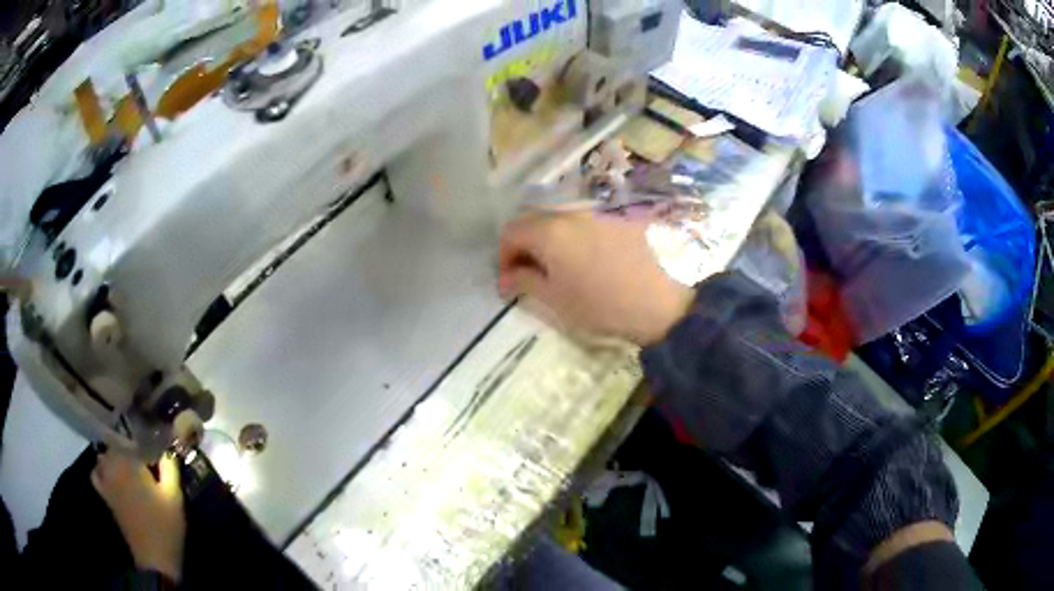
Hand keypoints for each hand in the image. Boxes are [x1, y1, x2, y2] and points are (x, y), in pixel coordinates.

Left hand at [92, 451, 185, 583]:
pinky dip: (101, 469)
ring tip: (128, 462)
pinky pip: (96, 474)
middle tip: (144, 453)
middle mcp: (113, 465)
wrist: (154, 556)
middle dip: (129, 446)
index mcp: (130, 461)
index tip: (156, 443)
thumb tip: (168, 448)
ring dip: (115, 456)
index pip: (134, 438)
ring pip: (105, 456)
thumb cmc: (165, 524)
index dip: (145, 438)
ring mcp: (106, 480)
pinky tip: (111, 474)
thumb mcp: (174, 496)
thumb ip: (169, 468)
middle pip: (117, 445)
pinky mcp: (105, 495)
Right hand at [498, 211, 693, 345]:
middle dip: (526, 246)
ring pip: (563, 220)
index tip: (508, 280)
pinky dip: (578, 237)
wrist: (665, 303)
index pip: (511, 231)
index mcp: (551, 231)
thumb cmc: (604, 305)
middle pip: (536, 220)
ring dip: (552, 241)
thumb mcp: (557, 300)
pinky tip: (591, 260)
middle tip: (531, 274)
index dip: (502, 255)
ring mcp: (600, 212)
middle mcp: (572, 213)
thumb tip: (507, 276)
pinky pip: (589, 222)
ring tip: (562, 268)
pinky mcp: (622, 218)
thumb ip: (525, 282)